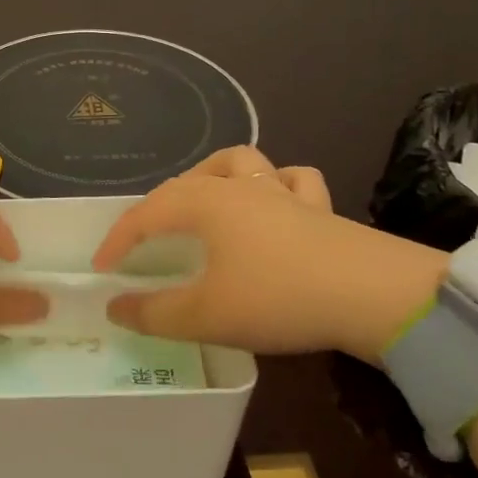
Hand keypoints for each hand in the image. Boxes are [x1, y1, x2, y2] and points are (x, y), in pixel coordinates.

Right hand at [90, 146, 448, 362]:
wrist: (374, 296)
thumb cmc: (277, 298)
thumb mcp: (205, 315)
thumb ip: (154, 313)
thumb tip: (114, 307)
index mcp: (204, 203)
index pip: (145, 214)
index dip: (118, 240)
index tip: (103, 269)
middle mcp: (237, 186)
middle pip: (185, 183)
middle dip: (157, 208)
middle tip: (147, 241)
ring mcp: (281, 192)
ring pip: (239, 162)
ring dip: (214, 175)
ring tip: (205, 199)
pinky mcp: (319, 207)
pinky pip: (291, 181)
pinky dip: (276, 186)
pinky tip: (274, 203)